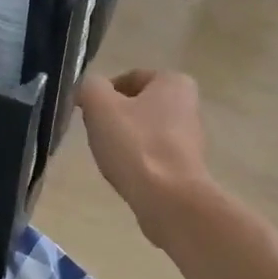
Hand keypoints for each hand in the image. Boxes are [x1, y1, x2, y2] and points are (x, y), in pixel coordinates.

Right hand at [77, 70, 214, 245]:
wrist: (170, 200)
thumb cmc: (136, 145)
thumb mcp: (100, 106)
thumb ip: (89, 87)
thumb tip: (88, 89)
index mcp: (174, 82)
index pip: (129, 78)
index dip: (103, 94)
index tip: (88, 114)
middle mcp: (188, 105)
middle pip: (137, 106)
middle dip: (114, 119)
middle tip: (97, 135)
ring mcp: (190, 138)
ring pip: (144, 132)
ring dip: (125, 142)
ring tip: (111, 158)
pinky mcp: (187, 167)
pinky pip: (153, 156)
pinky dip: (137, 162)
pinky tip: (126, 175)